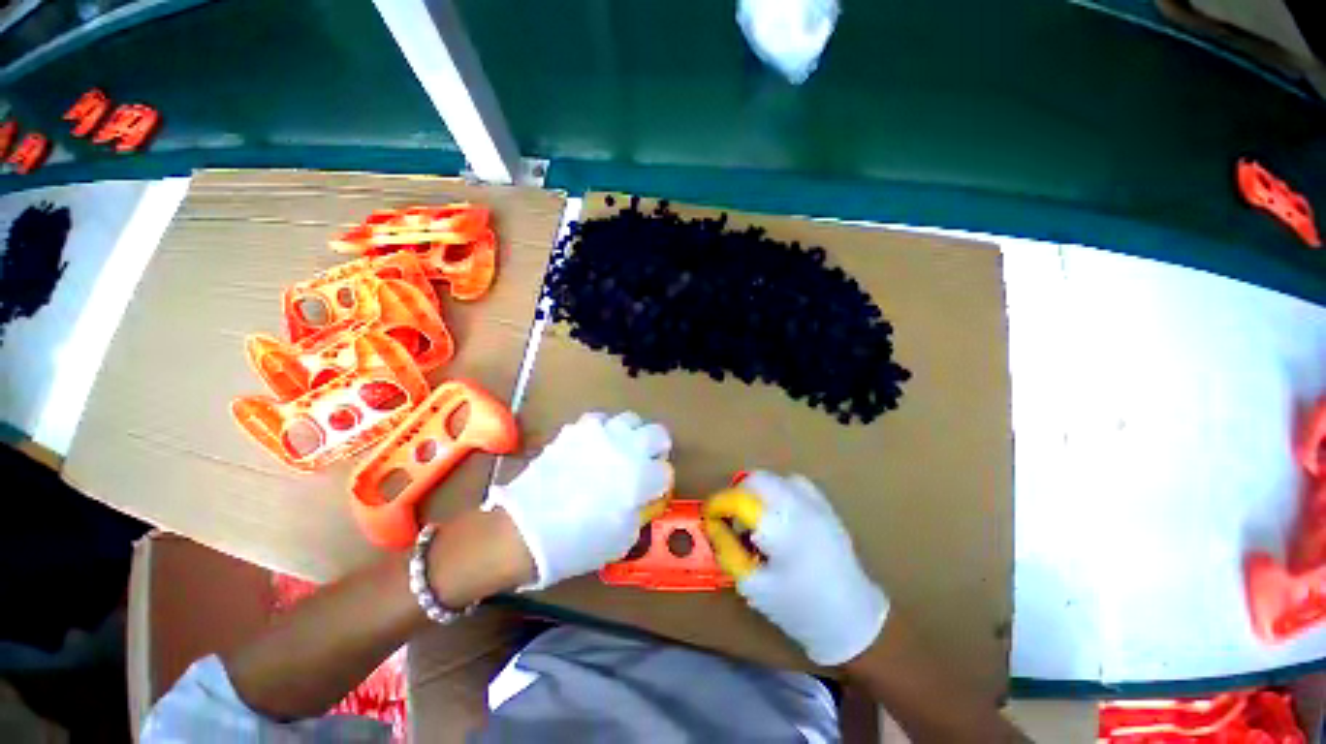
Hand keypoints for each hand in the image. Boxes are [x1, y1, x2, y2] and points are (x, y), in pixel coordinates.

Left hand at [483, 411, 672, 589]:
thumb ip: (639, 512)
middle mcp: (627, 447)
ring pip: (630, 419)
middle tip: (646, 462)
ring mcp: (601, 434)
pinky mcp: (576, 429)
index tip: (650, 491)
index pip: (665, 471)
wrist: (526, 530)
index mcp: (642, 476)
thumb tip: (640, 499)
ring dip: (631, 434)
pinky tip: (593, 446)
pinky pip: (598, 421)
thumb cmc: (579, 543)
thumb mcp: (622, 540)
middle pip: (658, 433)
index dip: (659, 483)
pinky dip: (601, 431)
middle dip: (657, 447)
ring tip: (619, 449)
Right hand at [717, 471, 888, 665]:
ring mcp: (816, 503)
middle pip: (757, 479)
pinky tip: (780, 518)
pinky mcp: (826, 506)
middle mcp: (800, 506)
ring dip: (758, 493)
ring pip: (775, 479)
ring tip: (757, 521)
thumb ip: (728, 551)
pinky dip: (778, 493)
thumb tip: (713, 525)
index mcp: (782, 527)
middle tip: (734, 520)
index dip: (719, 504)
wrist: (854, 619)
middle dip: (738, 494)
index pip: (740, 499)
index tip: (709, 515)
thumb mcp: (754, 586)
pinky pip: (793, 484)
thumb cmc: (800, 608)